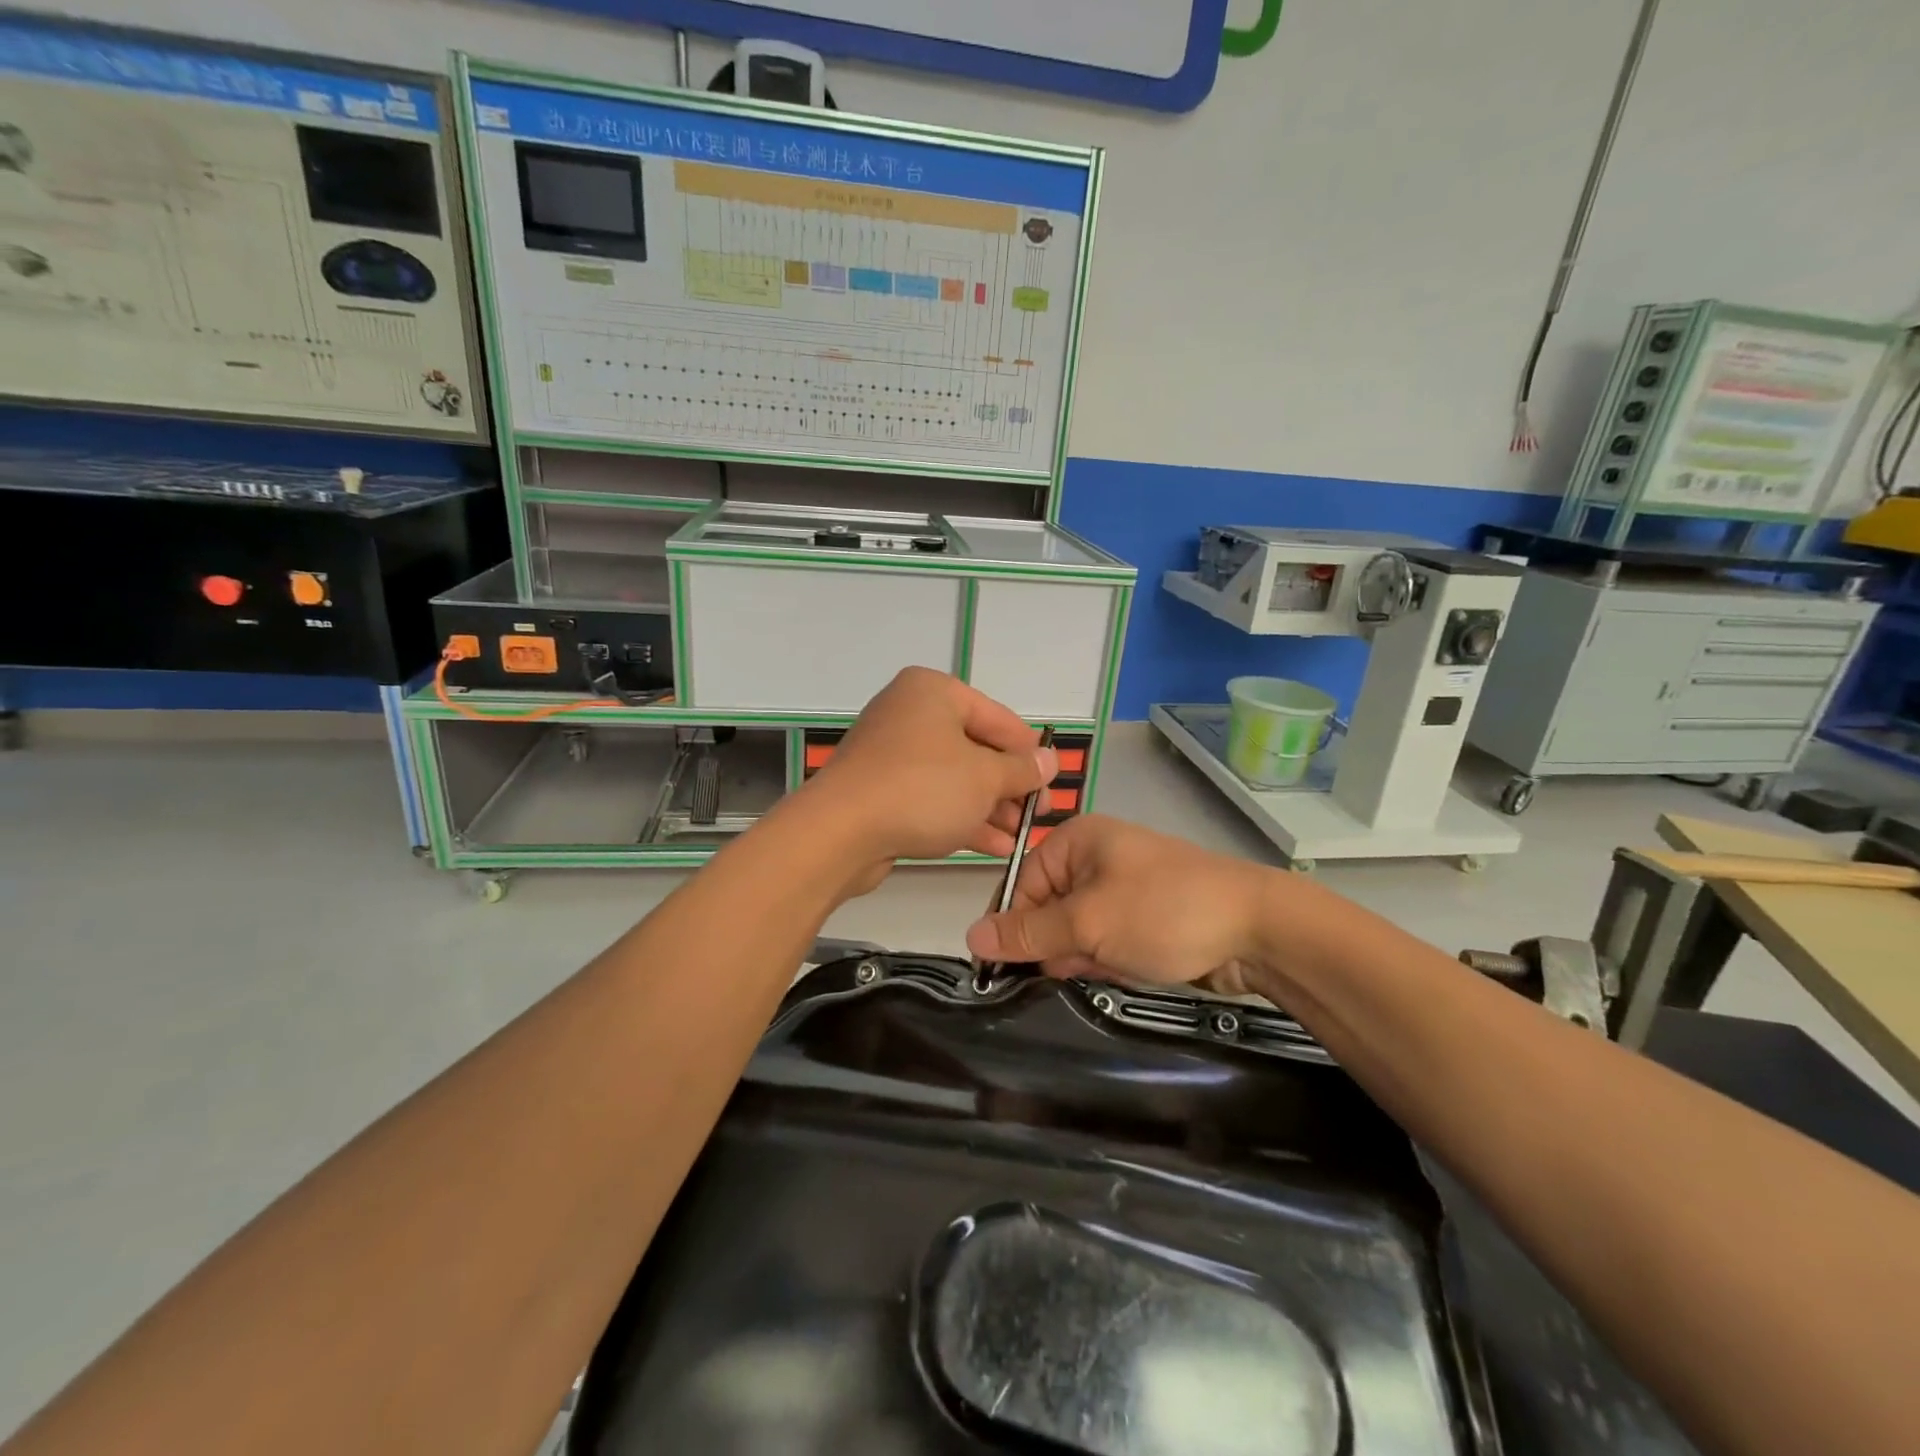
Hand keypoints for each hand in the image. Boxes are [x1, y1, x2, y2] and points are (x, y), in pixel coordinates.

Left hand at [794, 668, 1056, 885]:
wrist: (839, 832)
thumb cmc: (921, 789)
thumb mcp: (984, 778)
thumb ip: (1022, 769)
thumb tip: (1050, 760)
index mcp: (934, 692)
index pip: (998, 719)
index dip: (1029, 753)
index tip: (1053, 784)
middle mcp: (910, 713)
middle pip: (975, 748)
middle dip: (1009, 786)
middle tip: (1037, 815)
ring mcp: (891, 753)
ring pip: (954, 777)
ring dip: (989, 807)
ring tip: (1020, 836)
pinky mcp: (880, 789)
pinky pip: (931, 798)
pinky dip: (961, 817)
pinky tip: (994, 845)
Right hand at [964, 815, 1272, 988]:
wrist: (1257, 931)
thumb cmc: (1163, 911)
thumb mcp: (1088, 922)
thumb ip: (1029, 933)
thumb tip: (971, 938)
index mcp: (1077, 841)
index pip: (1021, 883)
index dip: (1009, 925)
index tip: (999, 970)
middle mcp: (1095, 858)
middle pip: (1046, 907)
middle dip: (1048, 944)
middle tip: (1056, 973)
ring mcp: (1122, 889)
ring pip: (1075, 929)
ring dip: (1078, 955)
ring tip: (1098, 969)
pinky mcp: (1142, 918)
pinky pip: (1104, 939)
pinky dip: (1103, 958)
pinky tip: (1118, 970)